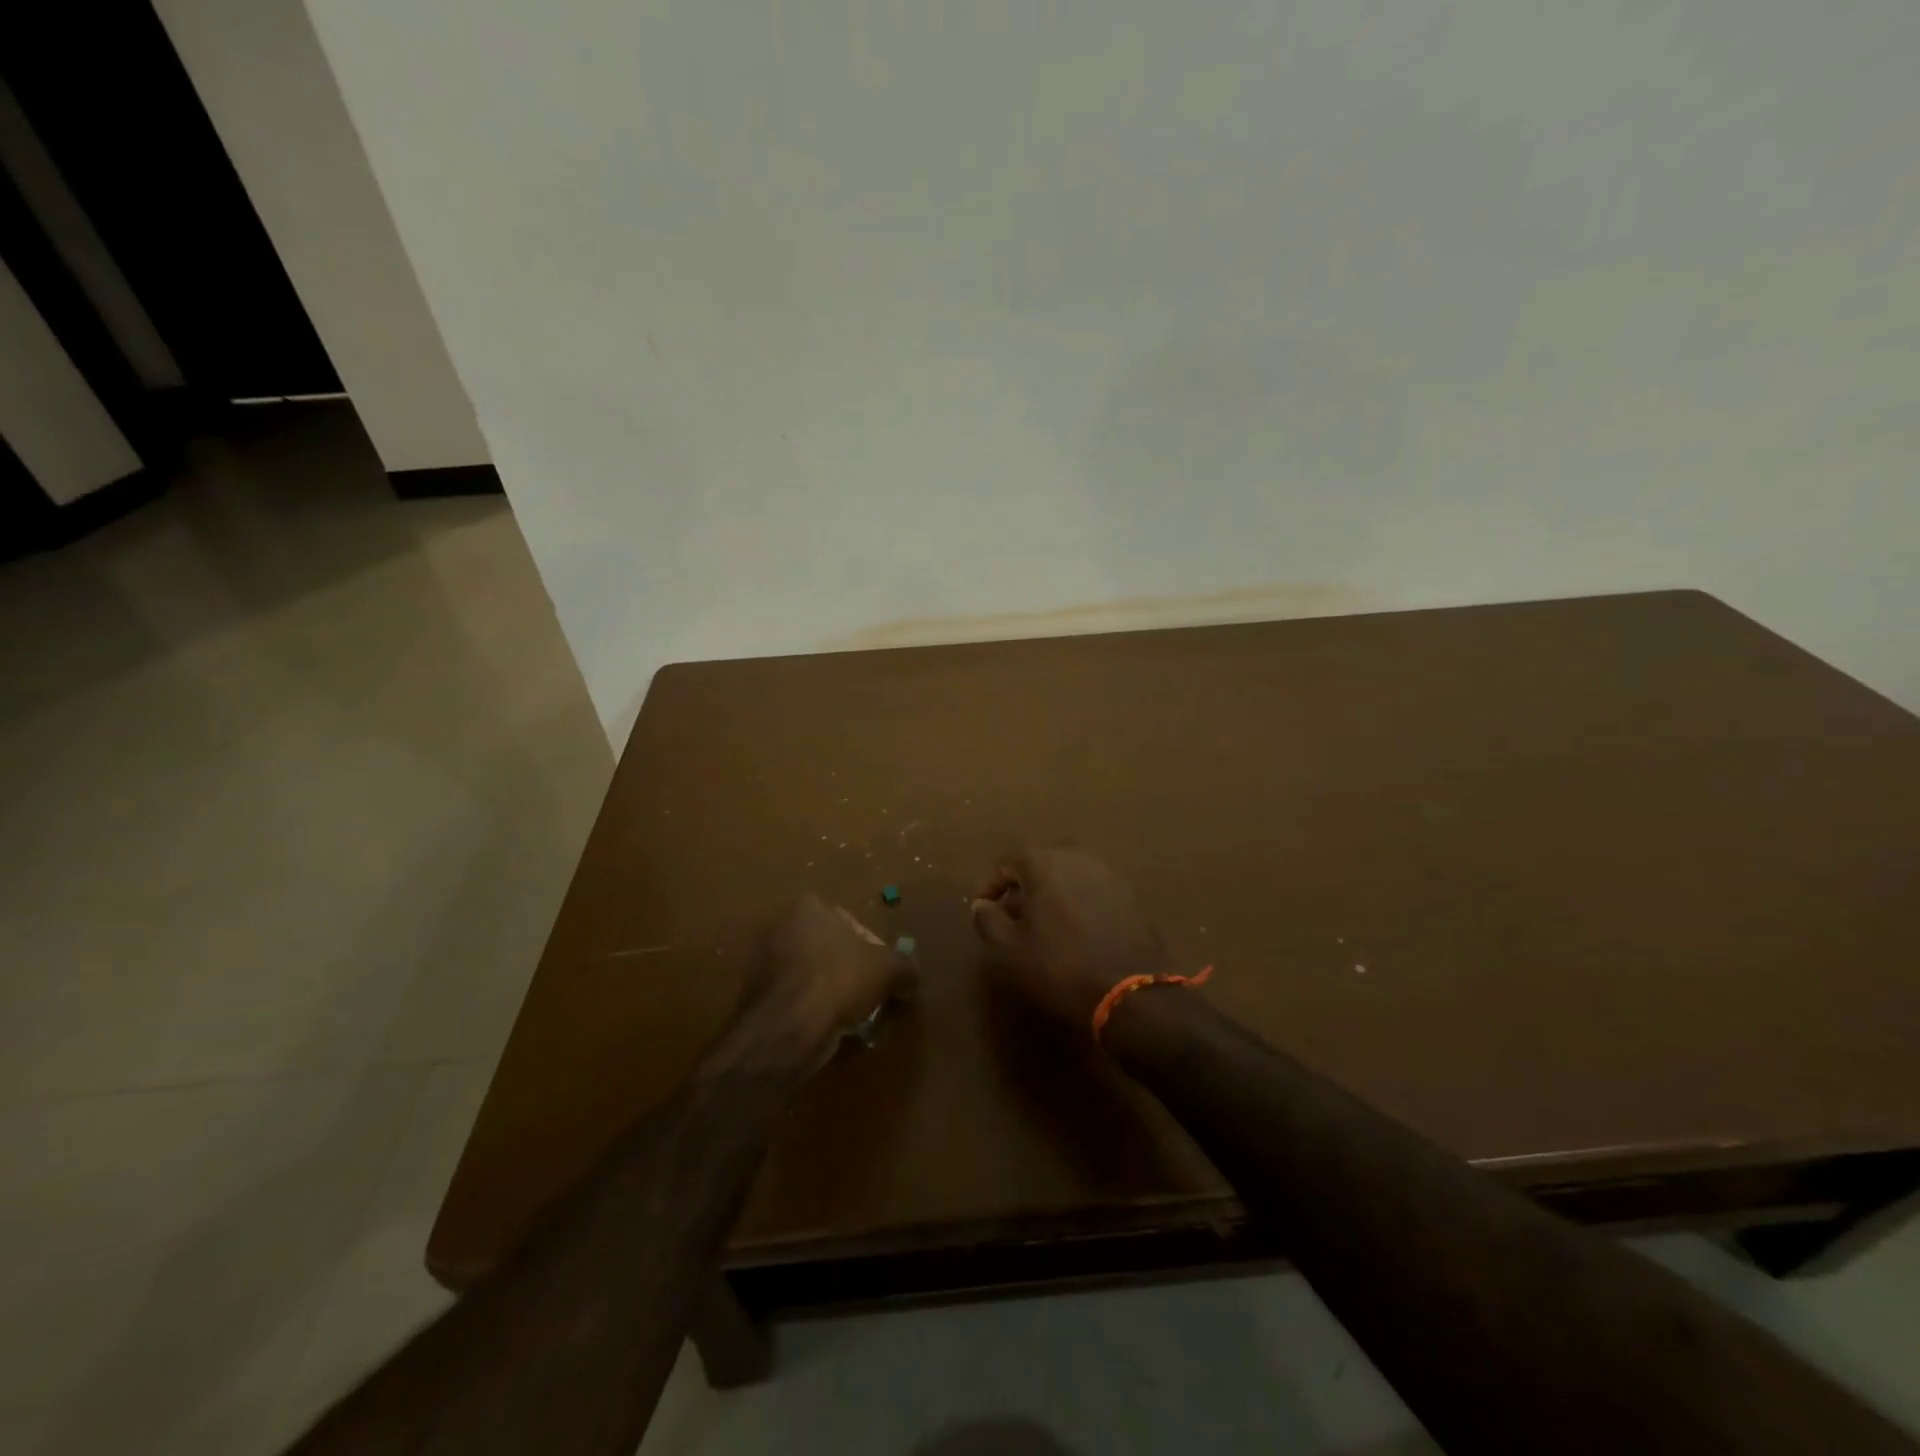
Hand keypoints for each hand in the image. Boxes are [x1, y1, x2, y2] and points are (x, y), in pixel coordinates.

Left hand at [727, 896, 910, 1073]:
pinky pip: (796, 999)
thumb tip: (914, 976)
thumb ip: (905, 966)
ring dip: (830, 991)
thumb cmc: (840, 980)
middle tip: (869, 992)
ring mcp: (765, 963)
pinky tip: (829, 1028)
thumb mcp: (888, 969)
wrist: (789, 1028)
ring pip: (812, 975)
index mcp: (809, 908)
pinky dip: (812, 1010)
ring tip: (852, 1016)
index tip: (880, 970)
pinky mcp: (758, 998)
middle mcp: (782, 928)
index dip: (869, 945)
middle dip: (848, 968)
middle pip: (828, 947)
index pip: (848, 921)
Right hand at [970, 847, 1170, 1029]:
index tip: (981, 909)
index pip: (1007, 862)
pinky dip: (1077, 902)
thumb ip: (988, 920)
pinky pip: (1092, 889)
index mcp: (1045, 862)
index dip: (989, 885)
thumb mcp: (1008, 950)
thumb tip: (981, 905)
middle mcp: (1078, 857)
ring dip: (1051, 893)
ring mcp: (1109, 874)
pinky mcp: (1130, 895)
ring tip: (1041, 925)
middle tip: (1010, 915)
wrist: (1132, 993)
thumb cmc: (1060, 967)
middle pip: (1040, 864)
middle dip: (1022, 886)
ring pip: (1069, 875)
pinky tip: (1074, 930)